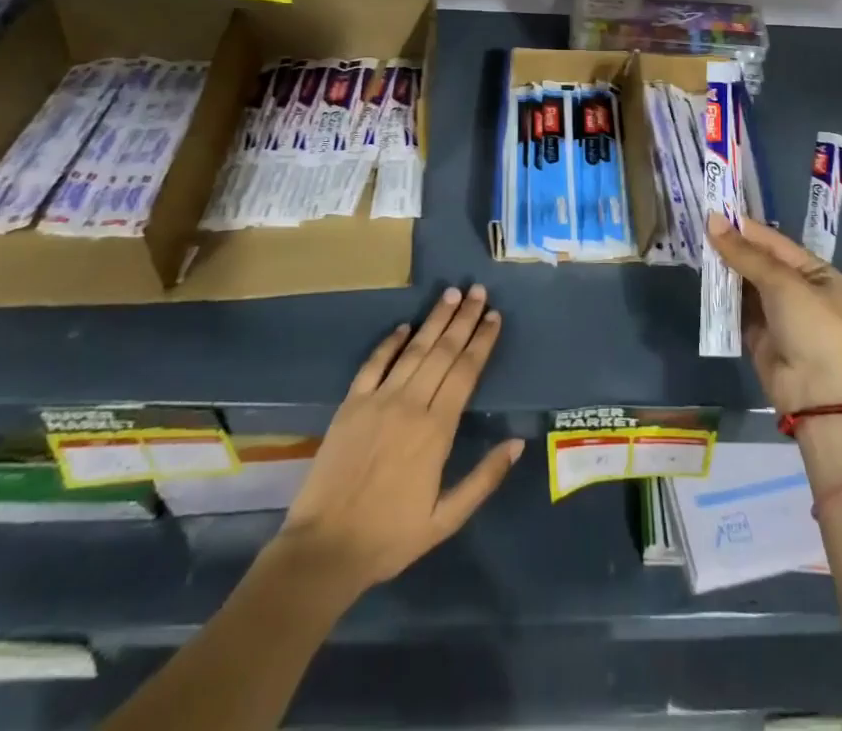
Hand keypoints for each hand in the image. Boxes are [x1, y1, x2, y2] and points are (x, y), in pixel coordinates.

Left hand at [276, 286, 522, 596]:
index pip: (465, 372)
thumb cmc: (390, 537)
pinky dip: (390, 342)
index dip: (482, 341)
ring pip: (413, 350)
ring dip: (434, 320)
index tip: (495, 316)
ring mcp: (378, 401)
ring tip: (451, 294)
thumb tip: (518, 443)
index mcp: (437, 430)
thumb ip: (484, 478)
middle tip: (478, 291)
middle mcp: (410, 404)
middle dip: (463, 319)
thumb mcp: (446, 520)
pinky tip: (404, 326)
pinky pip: (373, 364)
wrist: (324, 550)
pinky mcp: (350, 405)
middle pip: (443, 352)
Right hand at [708, 215, 841, 414]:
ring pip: (745, 285)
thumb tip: (711, 220)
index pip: (774, 242)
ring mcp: (777, 314)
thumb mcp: (781, 282)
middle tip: (696, 229)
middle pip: (758, 262)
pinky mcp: (758, 336)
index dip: (744, 228)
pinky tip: (702, 281)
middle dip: (731, 249)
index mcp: (815, 272)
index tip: (712, 212)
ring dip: (723, 271)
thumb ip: (744, 253)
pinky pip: (736, 309)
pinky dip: (721, 298)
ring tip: (694, 250)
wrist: (819, 395)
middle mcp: (797, 290)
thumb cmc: (812, 327)